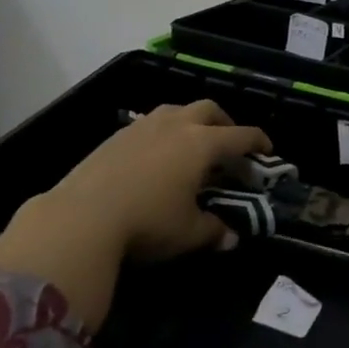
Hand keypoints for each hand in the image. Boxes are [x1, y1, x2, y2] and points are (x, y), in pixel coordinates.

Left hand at [57, 101, 271, 260]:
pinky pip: (150, 122)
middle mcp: (177, 125)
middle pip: (210, 109)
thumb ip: (213, 231)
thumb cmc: (146, 222)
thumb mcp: (187, 233)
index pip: (241, 136)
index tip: (268, 149)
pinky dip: (163, 131)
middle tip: (228, 142)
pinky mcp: (117, 135)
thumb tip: (232, 238)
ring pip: (177, 110)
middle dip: (225, 122)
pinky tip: (155, 154)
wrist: (81, 217)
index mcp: (202, 144)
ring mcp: (144, 126)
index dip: (259, 141)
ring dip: (191, 121)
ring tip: (191, 142)